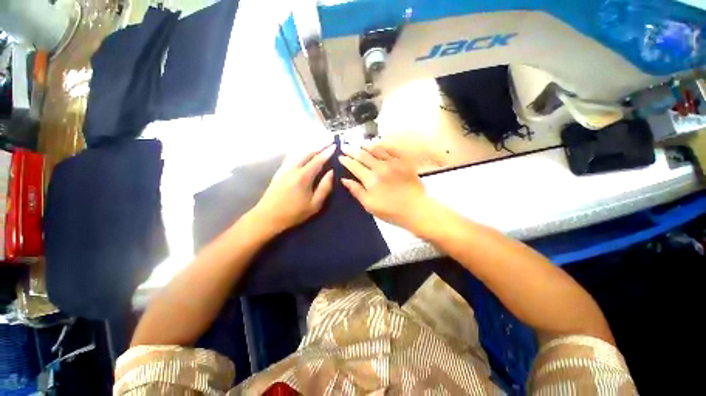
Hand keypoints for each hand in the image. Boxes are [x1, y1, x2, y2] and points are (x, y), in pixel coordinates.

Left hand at [251, 143, 335, 235]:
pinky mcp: (279, 171)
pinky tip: (303, 154)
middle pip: (307, 152)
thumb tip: (331, 172)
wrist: (267, 217)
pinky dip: (301, 152)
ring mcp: (284, 168)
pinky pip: (292, 157)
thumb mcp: (314, 204)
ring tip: (319, 146)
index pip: (318, 160)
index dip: (327, 152)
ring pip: (298, 153)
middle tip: (328, 142)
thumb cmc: (294, 213)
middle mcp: (293, 168)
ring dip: (310, 148)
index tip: (334, 145)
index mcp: (303, 176)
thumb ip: (325, 187)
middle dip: (319, 146)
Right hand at [339, 143, 431, 229]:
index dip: (346, 160)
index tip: (340, 156)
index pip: (355, 166)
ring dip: (365, 145)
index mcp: (371, 180)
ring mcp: (393, 163)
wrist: (416, 209)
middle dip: (352, 150)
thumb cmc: (391, 211)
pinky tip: (378, 143)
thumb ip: (357, 191)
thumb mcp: (369, 205)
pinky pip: (391, 150)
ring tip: (359, 143)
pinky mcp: (403, 162)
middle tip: (345, 146)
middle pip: (363, 155)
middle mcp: (380, 168)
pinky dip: (383, 145)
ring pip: (376, 149)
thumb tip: (344, 180)